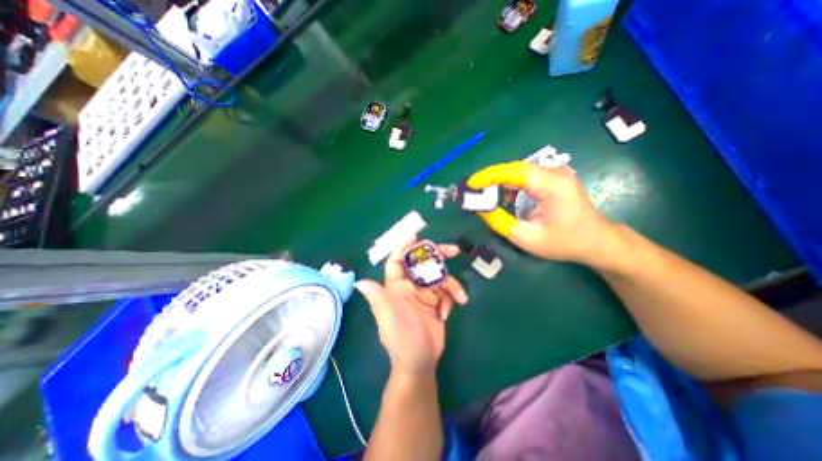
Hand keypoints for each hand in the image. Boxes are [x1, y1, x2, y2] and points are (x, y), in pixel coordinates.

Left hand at [355, 240, 468, 376]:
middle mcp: (410, 286)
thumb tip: (360, 282)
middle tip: (453, 250)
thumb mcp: (389, 319)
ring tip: (459, 297)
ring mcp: (425, 293)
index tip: (415, 236)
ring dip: (451, 285)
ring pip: (440, 277)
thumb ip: (378, 298)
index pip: (396, 261)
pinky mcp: (437, 301)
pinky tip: (448, 313)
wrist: (421, 361)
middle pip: (423, 263)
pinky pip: (447, 291)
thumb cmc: (401, 340)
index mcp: (396, 287)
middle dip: (437, 255)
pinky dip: (451, 299)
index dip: (403, 247)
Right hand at [468, 162, 615, 266]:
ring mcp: (556, 173)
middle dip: (491, 179)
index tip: (470, 183)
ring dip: (500, 182)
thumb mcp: (527, 238)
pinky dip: (511, 186)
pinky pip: (526, 177)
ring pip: (519, 172)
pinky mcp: (554, 178)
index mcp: (552, 185)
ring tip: (486, 197)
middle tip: (474, 191)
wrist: (595, 241)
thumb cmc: (564, 242)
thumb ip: (501, 222)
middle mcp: (555, 173)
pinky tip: (507, 200)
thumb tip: (479, 208)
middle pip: (515, 169)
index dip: (489, 176)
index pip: (514, 172)